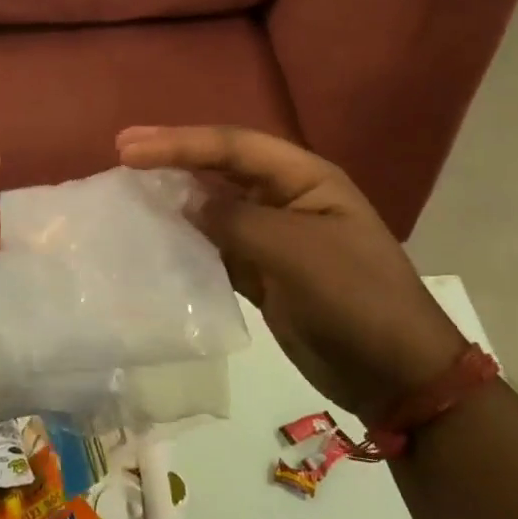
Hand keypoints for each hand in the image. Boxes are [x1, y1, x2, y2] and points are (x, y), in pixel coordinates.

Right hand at [116, 125, 465, 420]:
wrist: (396, 375)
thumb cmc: (355, 299)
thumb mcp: (296, 252)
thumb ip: (235, 220)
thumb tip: (184, 201)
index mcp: (304, 178)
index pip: (233, 146)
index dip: (180, 143)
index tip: (128, 149)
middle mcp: (285, 197)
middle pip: (220, 167)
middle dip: (172, 157)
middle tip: (121, 151)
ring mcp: (272, 235)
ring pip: (213, 204)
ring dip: (174, 195)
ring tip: (129, 189)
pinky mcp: (261, 271)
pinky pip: (213, 243)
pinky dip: (185, 237)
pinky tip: (155, 236)